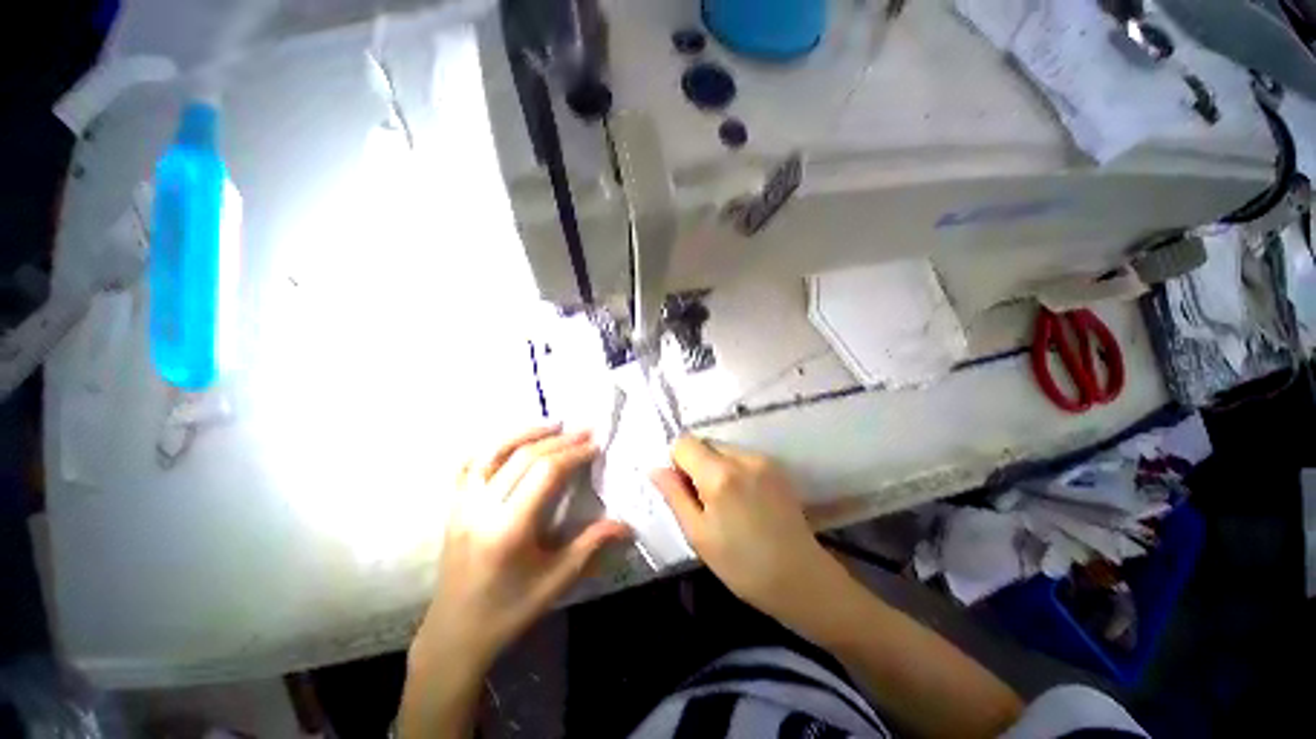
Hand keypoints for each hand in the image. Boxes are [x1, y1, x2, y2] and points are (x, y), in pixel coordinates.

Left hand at [413, 425, 630, 673]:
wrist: (454, 635)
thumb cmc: (508, 611)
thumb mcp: (556, 582)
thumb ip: (591, 545)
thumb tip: (627, 525)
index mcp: (508, 529)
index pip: (545, 473)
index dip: (573, 454)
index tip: (595, 446)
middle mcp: (481, 509)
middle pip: (523, 457)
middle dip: (558, 440)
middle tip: (584, 431)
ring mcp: (462, 506)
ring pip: (493, 453)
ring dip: (525, 433)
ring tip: (552, 424)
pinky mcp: (453, 508)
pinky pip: (468, 466)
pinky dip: (491, 447)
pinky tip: (509, 442)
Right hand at [650, 436, 849, 632]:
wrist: (800, 578)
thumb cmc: (742, 565)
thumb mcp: (698, 535)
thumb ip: (674, 495)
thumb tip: (655, 469)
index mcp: (719, 475)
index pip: (684, 442)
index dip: (676, 462)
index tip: (683, 489)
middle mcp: (742, 457)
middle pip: (705, 443)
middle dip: (696, 464)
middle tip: (704, 501)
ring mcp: (763, 459)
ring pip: (723, 449)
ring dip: (716, 467)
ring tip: (727, 503)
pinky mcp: (776, 467)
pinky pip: (742, 457)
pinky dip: (734, 470)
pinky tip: (744, 501)